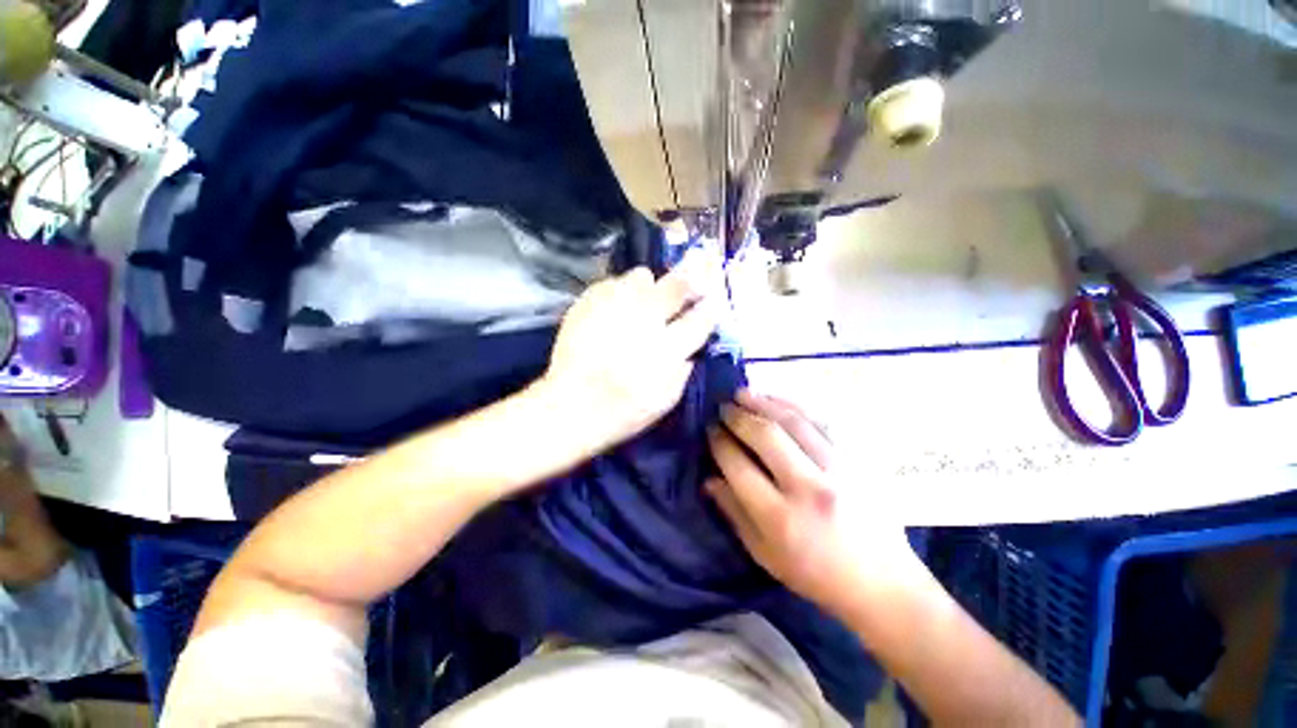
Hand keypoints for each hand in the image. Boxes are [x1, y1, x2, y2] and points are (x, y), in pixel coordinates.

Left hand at [540, 251, 720, 451]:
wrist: (572, 406)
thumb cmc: (624, 411)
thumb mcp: (666, 400)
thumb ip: (684, 369)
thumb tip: (692, 346)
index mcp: (667, 348)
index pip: (700, 318)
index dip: (710, 307)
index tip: (712, 302)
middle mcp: (645, 320)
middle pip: (677, 284)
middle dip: (691, 277)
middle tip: (694, 274)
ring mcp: (614, 306)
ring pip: (642, 275)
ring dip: (649, 285)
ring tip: (643, 299)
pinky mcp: (588, 302)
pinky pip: (612, 283)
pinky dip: (619, 293)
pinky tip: (614, 310)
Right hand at [707, 390, 917, 615]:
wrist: (882, 581)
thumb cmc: (815, 574)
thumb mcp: (764, 554)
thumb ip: (734, 512)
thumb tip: (709, 478)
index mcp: (781, 517)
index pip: (739, 465)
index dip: (719, 442)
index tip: (711, 430)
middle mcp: (809, 488)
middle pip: (765, 435)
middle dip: (738, 416)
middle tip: (723, 407)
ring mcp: (838, 469)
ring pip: (794, 421)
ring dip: (763, 402)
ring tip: (743, 393)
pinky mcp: (858, 460)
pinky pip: (821, 421)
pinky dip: (794, 405)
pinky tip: (776, 399)